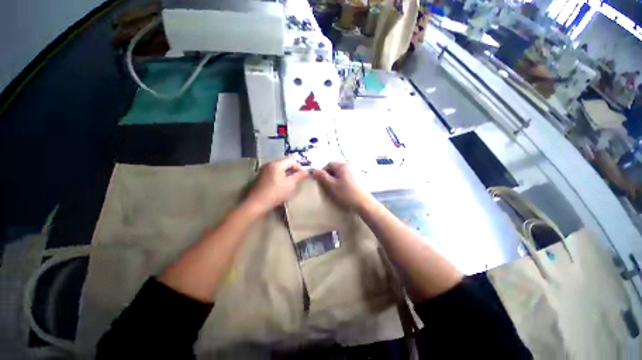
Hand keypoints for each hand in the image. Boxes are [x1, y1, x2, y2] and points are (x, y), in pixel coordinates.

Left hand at [244, 158, 307, 216]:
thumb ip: (299, 176)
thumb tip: (307, 171)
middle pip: (285, 163)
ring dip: (287, 173)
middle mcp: (269, 164)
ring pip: (279, 168)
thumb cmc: (276, 193)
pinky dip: (280, 176)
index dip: (299, 167)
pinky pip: (274, 173)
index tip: (304, 175)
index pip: (291, 161)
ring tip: (292, 182)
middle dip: (293, 170)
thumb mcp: (291, 184)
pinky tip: (282, 185)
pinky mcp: (261, 177)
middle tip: (299, 178)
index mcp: (276, 164)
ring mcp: (264, 170)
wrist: (257, 204)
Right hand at [312, 162, 371, 208]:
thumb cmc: (346, 193)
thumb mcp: (331, 185)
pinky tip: (342, 190)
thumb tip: (313, 170)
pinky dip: (342, 181)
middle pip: (335, 167)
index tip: (320, 181)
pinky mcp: (358, 179)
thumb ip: (322, 177)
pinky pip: (346, 177)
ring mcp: (355, 172)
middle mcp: (349, 166)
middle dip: (329, 175)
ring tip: (334, 188)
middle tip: (327, 185)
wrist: (364, 203)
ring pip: (341, 173)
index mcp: (343, 166)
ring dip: (335, 178)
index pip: (329, 164)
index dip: (323, 171)